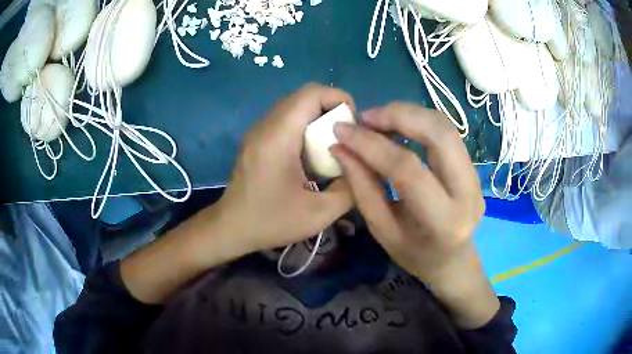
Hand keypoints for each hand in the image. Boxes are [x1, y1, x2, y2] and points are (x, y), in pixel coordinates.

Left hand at [216, 83, 354, 254]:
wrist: (232, 227)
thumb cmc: (271, 221)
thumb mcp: (319, 214)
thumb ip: (350, 189)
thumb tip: (361, 166)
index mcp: (279, 137)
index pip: (312, 93)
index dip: (339, 99)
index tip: (353, 126)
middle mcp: (266, 125)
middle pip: (305, 96)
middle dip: (333, 109)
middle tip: (346, 137)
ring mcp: (259, 130)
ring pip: (296, 106)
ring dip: (319, 118)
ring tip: (332, 145)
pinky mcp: (257, 138)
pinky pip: (286, 119)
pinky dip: (306, 126)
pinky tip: (312, 154)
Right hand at [331, 102, 497, 327]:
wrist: (453, 261)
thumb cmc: (415, 255)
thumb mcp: (382, 231)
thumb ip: (363, 188)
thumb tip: (341, 148)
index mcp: (444, 221)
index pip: (408, 169)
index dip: (371, 145)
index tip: (343, 130)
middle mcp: (468, 192)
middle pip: (439, 134)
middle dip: (398, 115)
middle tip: (365, 117)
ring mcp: (476, 177)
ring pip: (446, 127)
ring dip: (409, 114)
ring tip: (377, 119)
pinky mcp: (474, 167)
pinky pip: (447, 133)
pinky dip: (419, 121)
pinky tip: (397, 126)